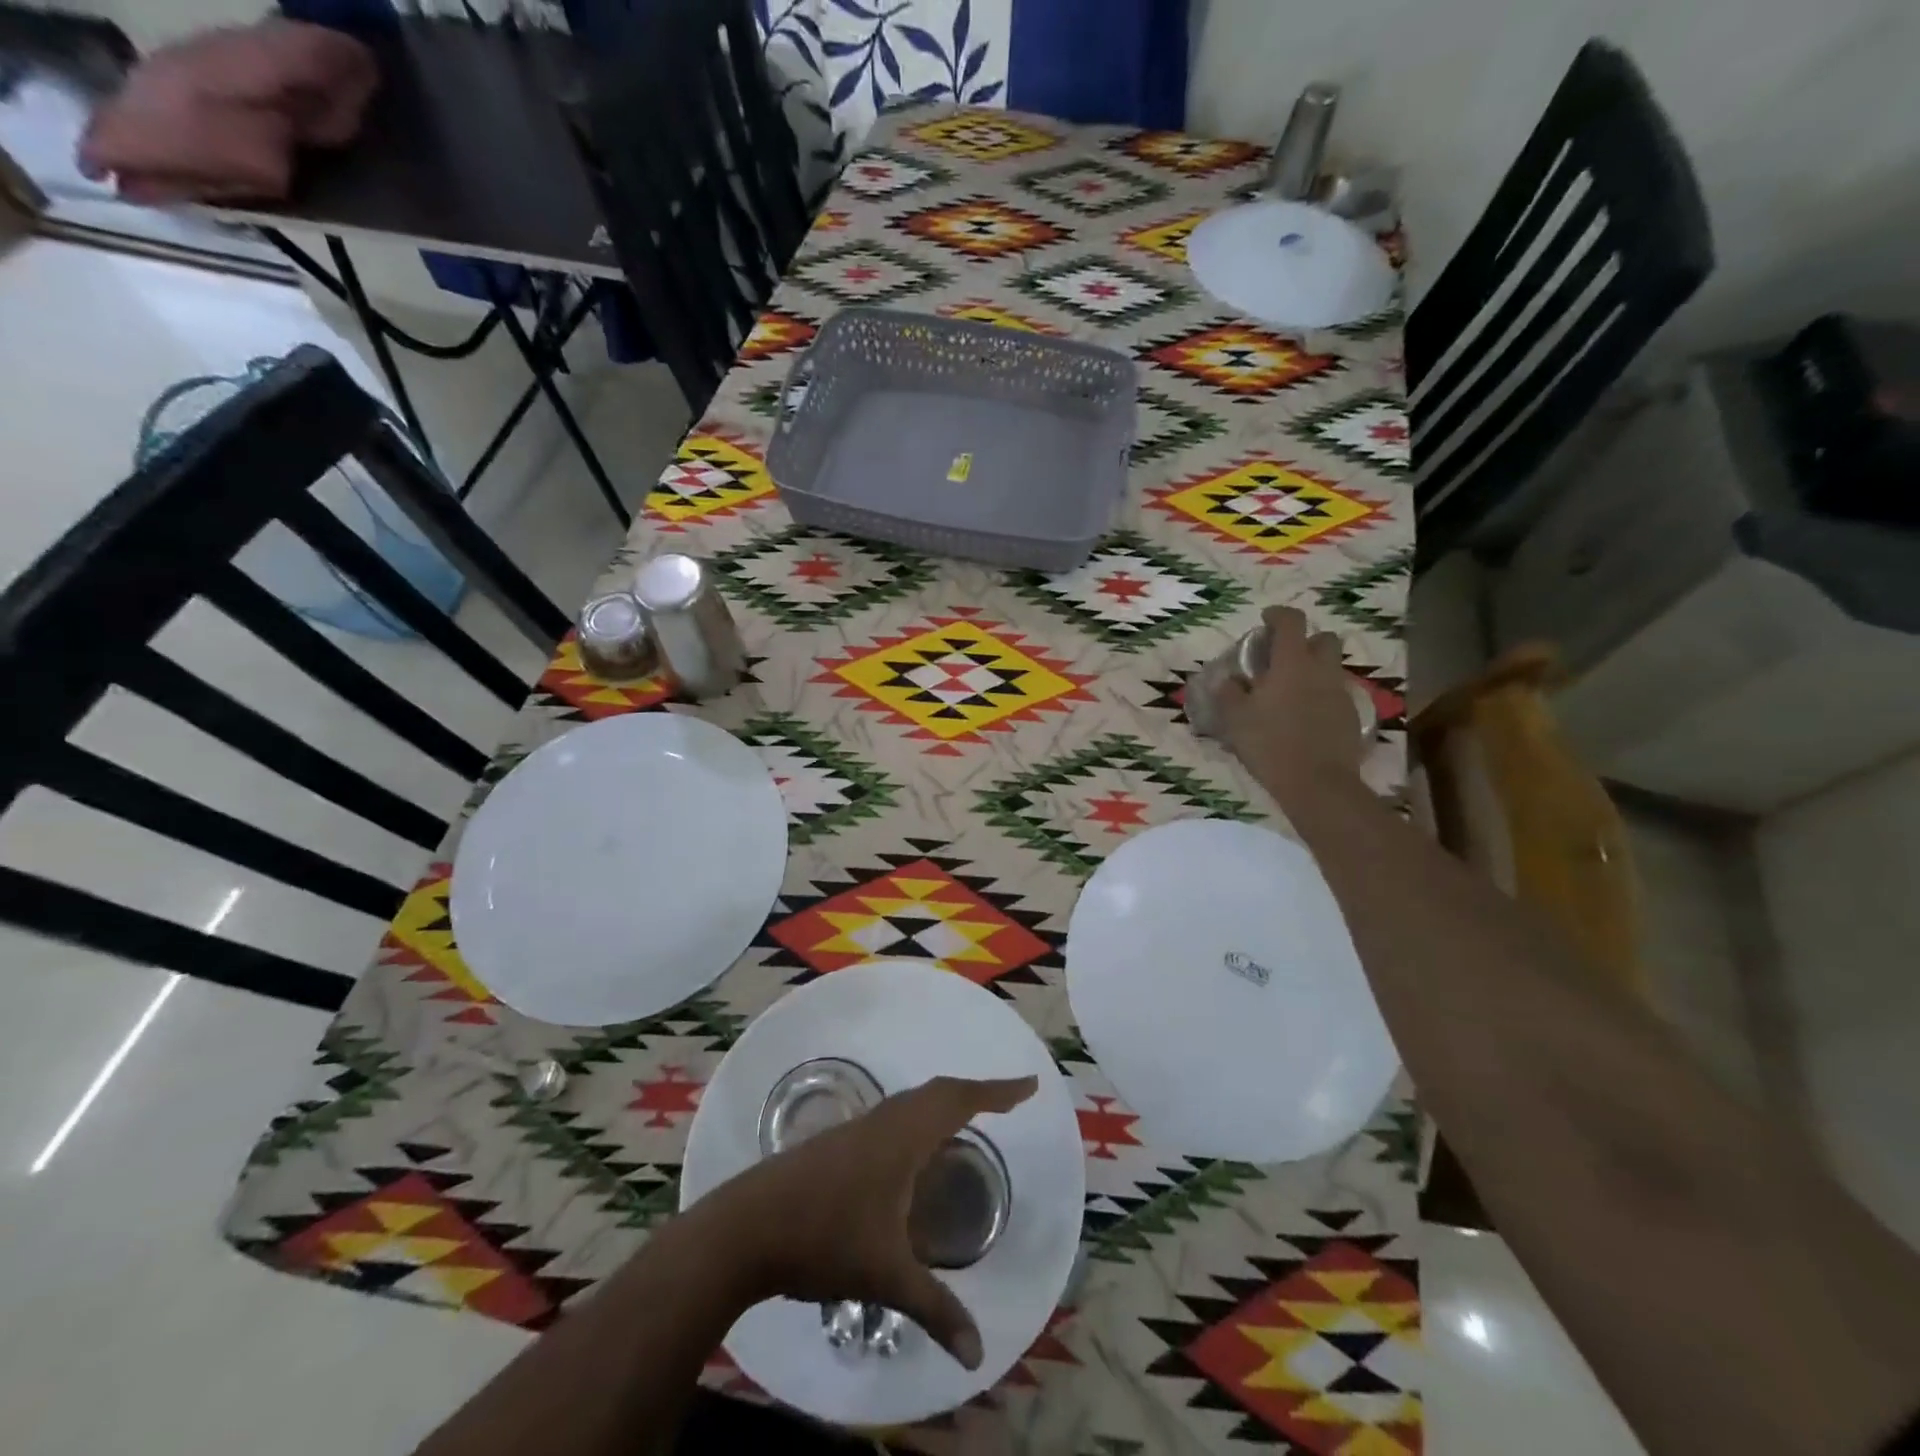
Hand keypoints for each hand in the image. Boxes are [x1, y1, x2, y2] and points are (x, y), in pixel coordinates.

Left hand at [702, 1074, 1036, 1369]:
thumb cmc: (824, 1238)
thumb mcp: (886, 1276)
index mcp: (903, 1136)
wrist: (746, 1226)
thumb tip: (978, 1353)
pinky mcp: (837, 1142)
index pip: (960, 1100)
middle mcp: (884, 1121)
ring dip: (944, 1103)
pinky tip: (913, 1154)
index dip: (998, 1092)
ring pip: (912, 1102)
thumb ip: (935, 1309)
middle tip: (1005, 1102)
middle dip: (975, 1093)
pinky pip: (894, 1116)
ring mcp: (857, 1128)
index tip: (1029, 1086)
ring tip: (966, 1122)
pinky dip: (919, 1120)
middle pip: (938, 1092)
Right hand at [1217, 605, 1363, 804]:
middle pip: (1323, 639)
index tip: (1265, 620)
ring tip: (1290, 693)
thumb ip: (1228, 693)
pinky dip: (1320, 697)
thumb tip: (1225, 680)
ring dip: (1313, 671)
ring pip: (1330, 668)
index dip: (1278, 615)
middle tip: (1283, 659)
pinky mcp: (1350, 716)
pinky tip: (1303, 718)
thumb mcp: (1235, 719)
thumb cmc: (1270, 744)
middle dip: (1305, 641)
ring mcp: (1340, 693)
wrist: (1317, 784)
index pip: (1291, 622)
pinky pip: (1335, 694)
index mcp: (1292, 663)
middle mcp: (1321, 670)